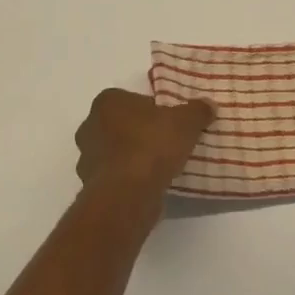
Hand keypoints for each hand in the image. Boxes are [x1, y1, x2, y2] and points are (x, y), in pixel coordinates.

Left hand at [74, 89, 213, 225]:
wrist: (128, 194)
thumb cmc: (152, 145)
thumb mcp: (186, 122)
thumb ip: (197, 111)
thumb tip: (209, 105)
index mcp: (108, 101)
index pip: (132, 100)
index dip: (153, 111)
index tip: (170, 124)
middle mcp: (90, 125)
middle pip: (121, 126)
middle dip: (140, 133)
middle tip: (166, 144)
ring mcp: (86, 158)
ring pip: (116, 153)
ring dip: (133, 158)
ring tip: (160, 168)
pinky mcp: (90, 186)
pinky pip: (114, 177)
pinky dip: (129, 180)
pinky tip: (149, 186)